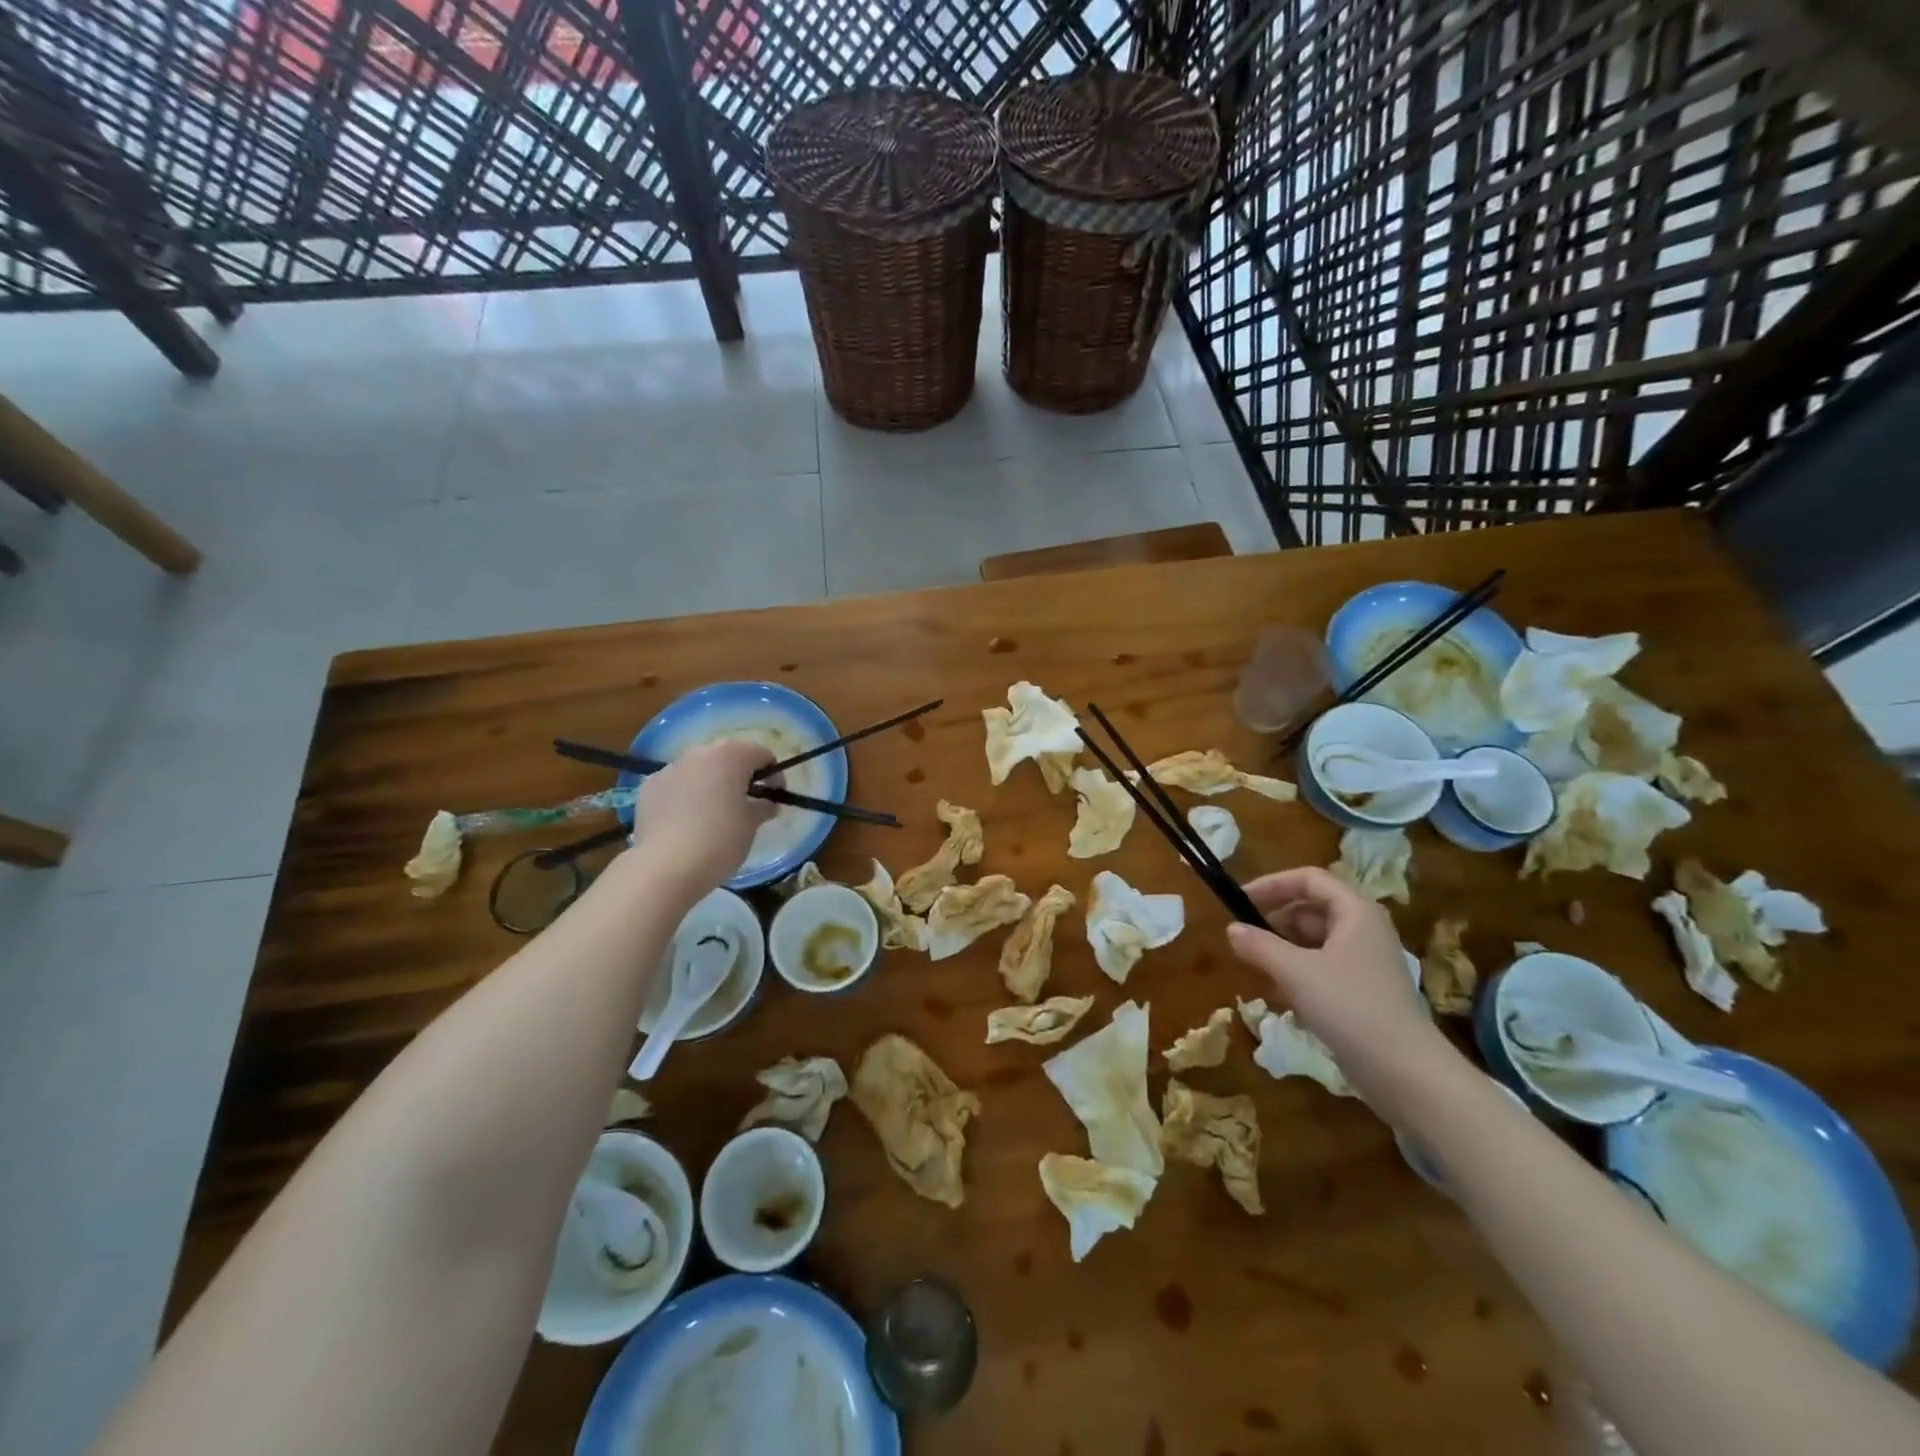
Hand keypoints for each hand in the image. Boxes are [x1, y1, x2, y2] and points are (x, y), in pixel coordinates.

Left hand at [629, 740, 777, 893]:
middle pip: (727, 757)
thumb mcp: (751, 825)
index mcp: (730, 755)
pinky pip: (675, 785)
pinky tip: (686, 821)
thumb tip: (768, 804)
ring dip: (710, 784)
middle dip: (739, 775)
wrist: (666, 866)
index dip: (773, 774)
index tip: (775, 796)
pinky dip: (685, 796)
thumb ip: (763, 807)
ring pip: (698, 770)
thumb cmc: (720, 840)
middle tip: (746, 802)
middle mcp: (698, 753)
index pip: (761, 753)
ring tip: (713, 813)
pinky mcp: (648, 788)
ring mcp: (669, 768)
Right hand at [1226, 867, 1443, 1078]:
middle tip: (1245, 939)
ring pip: (1316, 941)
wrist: (1406, 1073)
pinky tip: (1280, 997)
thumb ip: (1260, 946)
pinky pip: (1324, 968)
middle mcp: (1364, 930)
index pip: (1309, 879)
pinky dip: (1299, 974)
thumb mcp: (1295, 972)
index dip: (1272, 884)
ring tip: (1256, 968)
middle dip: (1275, 920)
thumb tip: (1231, 929)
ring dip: (1284, 949)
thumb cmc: (1350, 1007)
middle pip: (1312, 909)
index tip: (1240, 901)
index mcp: (1356, 912)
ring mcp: (1366, 963)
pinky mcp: (1364, 992)